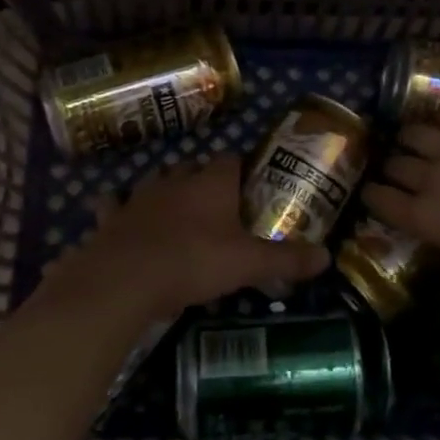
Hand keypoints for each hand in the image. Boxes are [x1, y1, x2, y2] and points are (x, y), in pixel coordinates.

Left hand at [44, 155, 328, 322]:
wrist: (125, 279)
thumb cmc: (194, 261)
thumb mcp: (248, 264)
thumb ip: (286, 259)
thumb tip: (328, 256)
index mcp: (211, 183)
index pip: (231, 159)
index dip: (242, 168)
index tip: (250, 185)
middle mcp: (175, 180)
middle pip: (192, 166)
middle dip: (203, 178)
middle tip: (217, 204)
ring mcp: (139, 196)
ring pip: (155, 181)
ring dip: (165, 190)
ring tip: (176, 210)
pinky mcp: (112, 217)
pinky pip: (114, 205)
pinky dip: (119, 209)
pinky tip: (122, 218)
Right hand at [364, 114, 439, 302]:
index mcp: (426, 219)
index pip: (381, 200)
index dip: (373, 196)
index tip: (373, 194)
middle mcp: (434, 179)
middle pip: (396, 163)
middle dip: (391, 167)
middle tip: (397, 169)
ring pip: (418, 132)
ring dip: (411, 138)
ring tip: (413, 139)